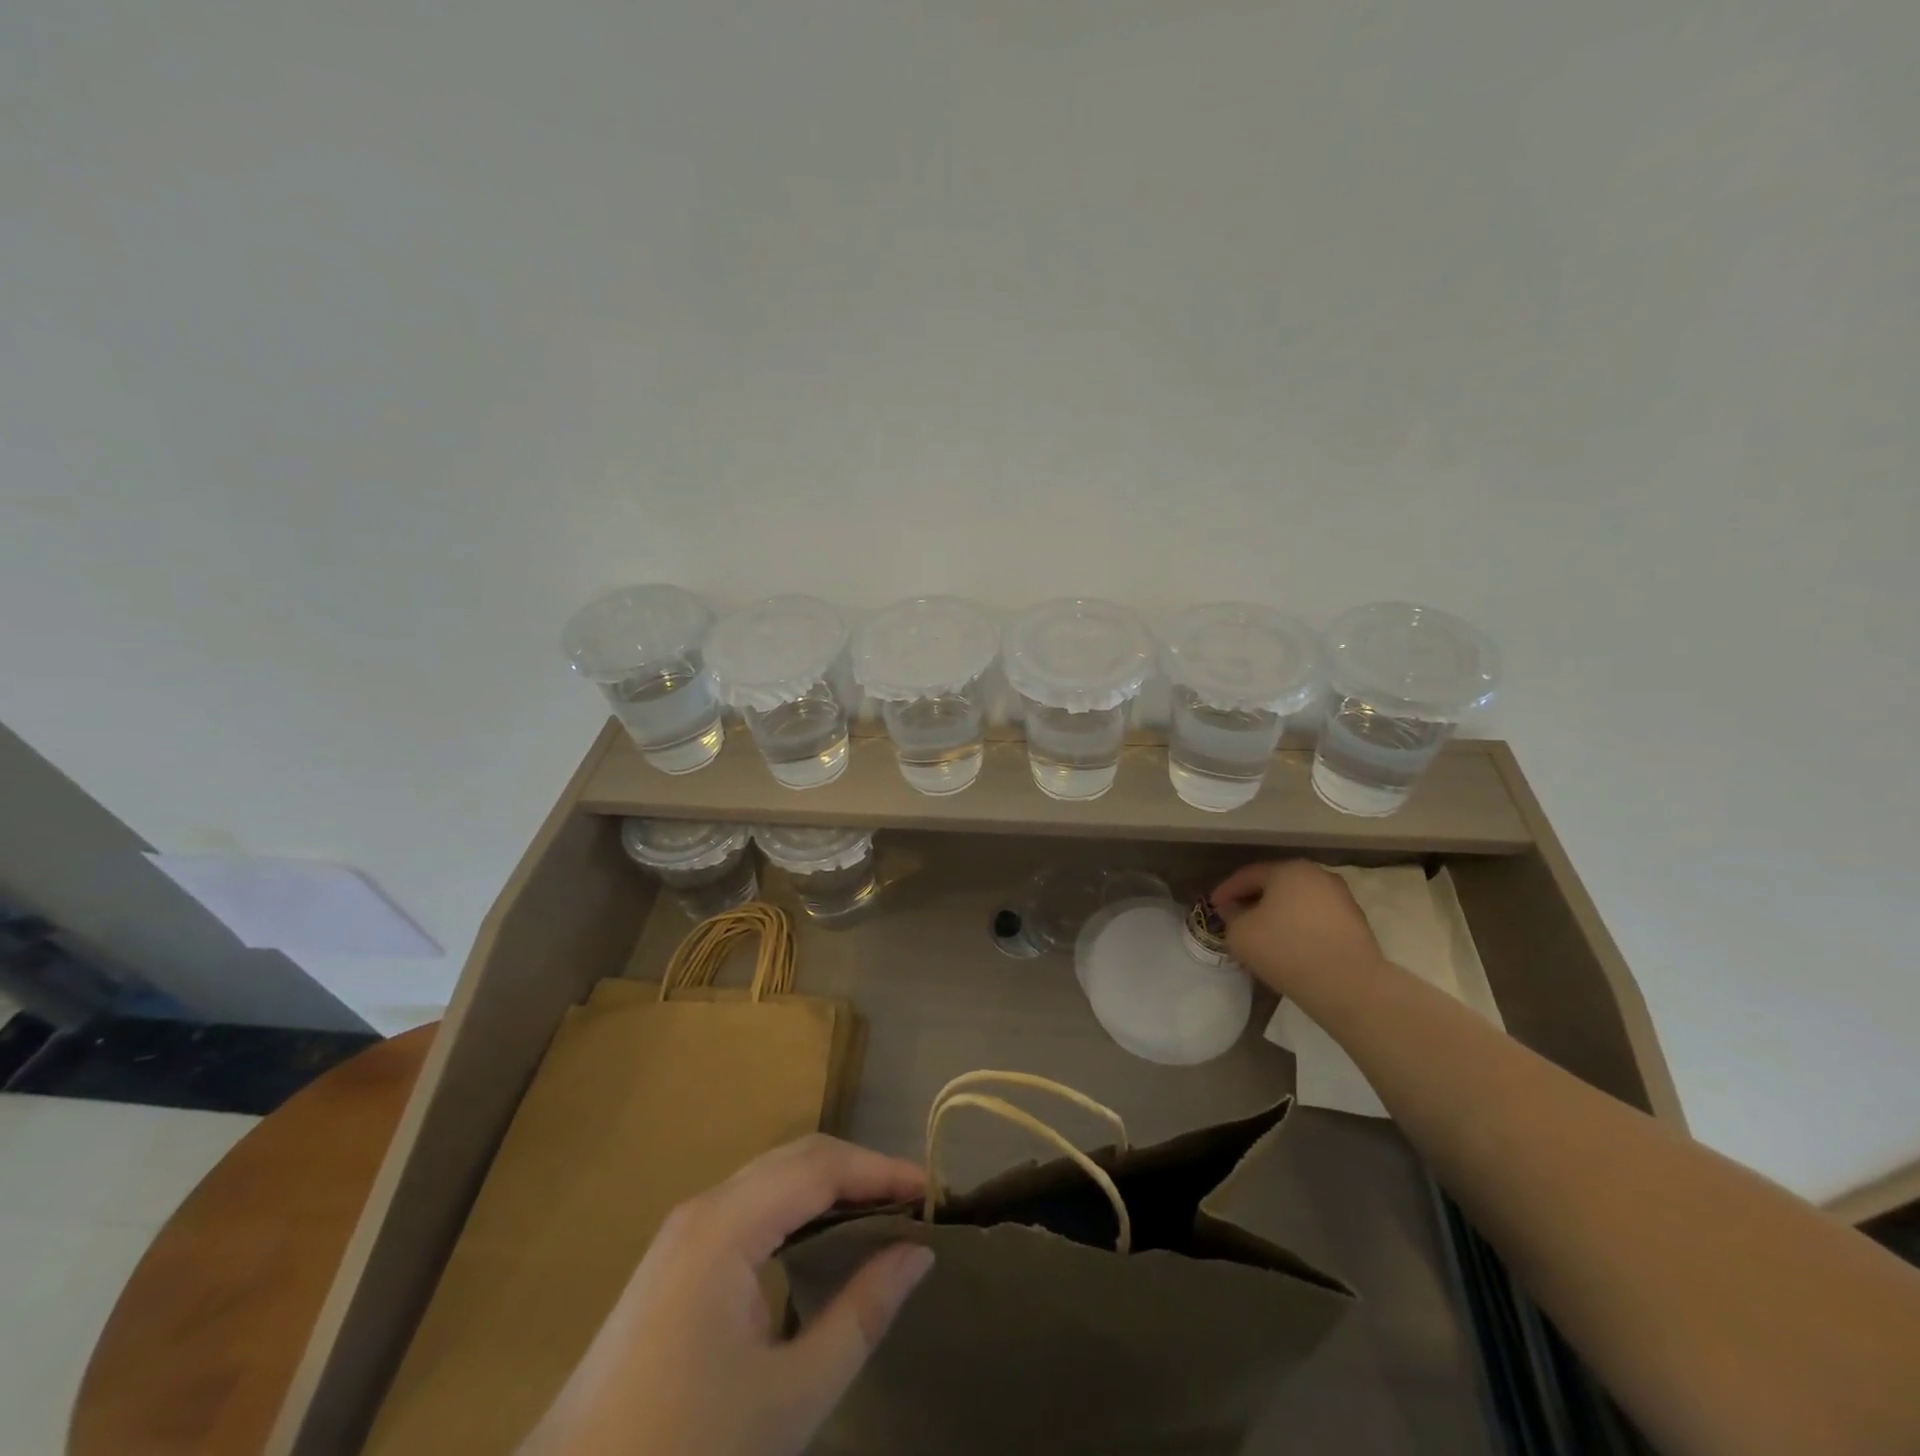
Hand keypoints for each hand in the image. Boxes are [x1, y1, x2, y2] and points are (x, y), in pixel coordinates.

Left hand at [522, 1135, 933, 1455]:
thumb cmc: (686, 1454)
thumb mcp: (791, 1396)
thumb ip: (861, 1314)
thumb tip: (918, 1252)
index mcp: (726, 1225)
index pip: (820, 1167)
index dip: (880, 1171)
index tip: (932, 1192)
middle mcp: (703, 1208)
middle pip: (796, 1158)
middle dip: (858, 1170)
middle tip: (912, 1202)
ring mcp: (682, 1231)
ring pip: (771, 1177)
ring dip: (828, 1185)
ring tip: (879, 1213)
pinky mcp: (674, 1259)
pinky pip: (749, 1205)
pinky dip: (796, 1207)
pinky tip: (820, 1238)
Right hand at [1211, 860, 1385, 994]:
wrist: (1349, 986)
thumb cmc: (1286, 950)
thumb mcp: (1240, 934)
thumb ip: (1231, 916)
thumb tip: (1235, 909)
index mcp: (1289, 870)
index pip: (1248, 875)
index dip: (1227, 890)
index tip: (1213, 906)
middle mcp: (1318, 875)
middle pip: (1276, 885)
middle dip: (1254, 900)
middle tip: (1236, 917)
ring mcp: (1342, 898)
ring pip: (1298, 902)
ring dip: (1278, 914)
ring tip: (1263, 935)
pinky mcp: (1356, 923)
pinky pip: (1316, 919)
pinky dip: (1299, 927)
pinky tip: (1290, 946)